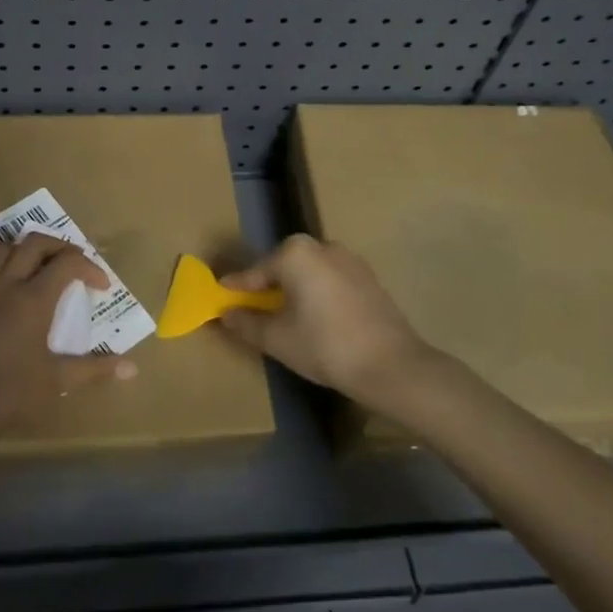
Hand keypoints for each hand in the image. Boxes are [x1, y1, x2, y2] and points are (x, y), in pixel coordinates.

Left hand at [0, 233, 136, 450]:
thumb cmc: (10, 394)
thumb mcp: (56, 381)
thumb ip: (94, 368)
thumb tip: (132, 367)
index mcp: (33, 300)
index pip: (67, 262)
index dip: (89, 267)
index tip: (100, 286)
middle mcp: (6, 285)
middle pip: (34, 243)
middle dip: (59, 246)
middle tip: (72, 265)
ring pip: (0, 248)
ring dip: (23, 247)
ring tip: (36, 263)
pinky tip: (3, 287)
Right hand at [218, 235, 428, 404]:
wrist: (392, 365)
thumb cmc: (325, 346)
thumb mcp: (277, 339)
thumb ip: (246, 323)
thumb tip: (226, 314)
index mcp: (295, 253)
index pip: (255, 272)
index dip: (236, 289)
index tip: (220, 299)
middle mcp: (322, 246)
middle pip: (282, 267)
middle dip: (266, 287)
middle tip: (251, 309)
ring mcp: (349, 259)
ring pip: (309, 273)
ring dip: (293, 290)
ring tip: (284, 317)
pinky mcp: (368, 278)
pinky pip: (330, 281)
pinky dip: (317, 295)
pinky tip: (315, 319)